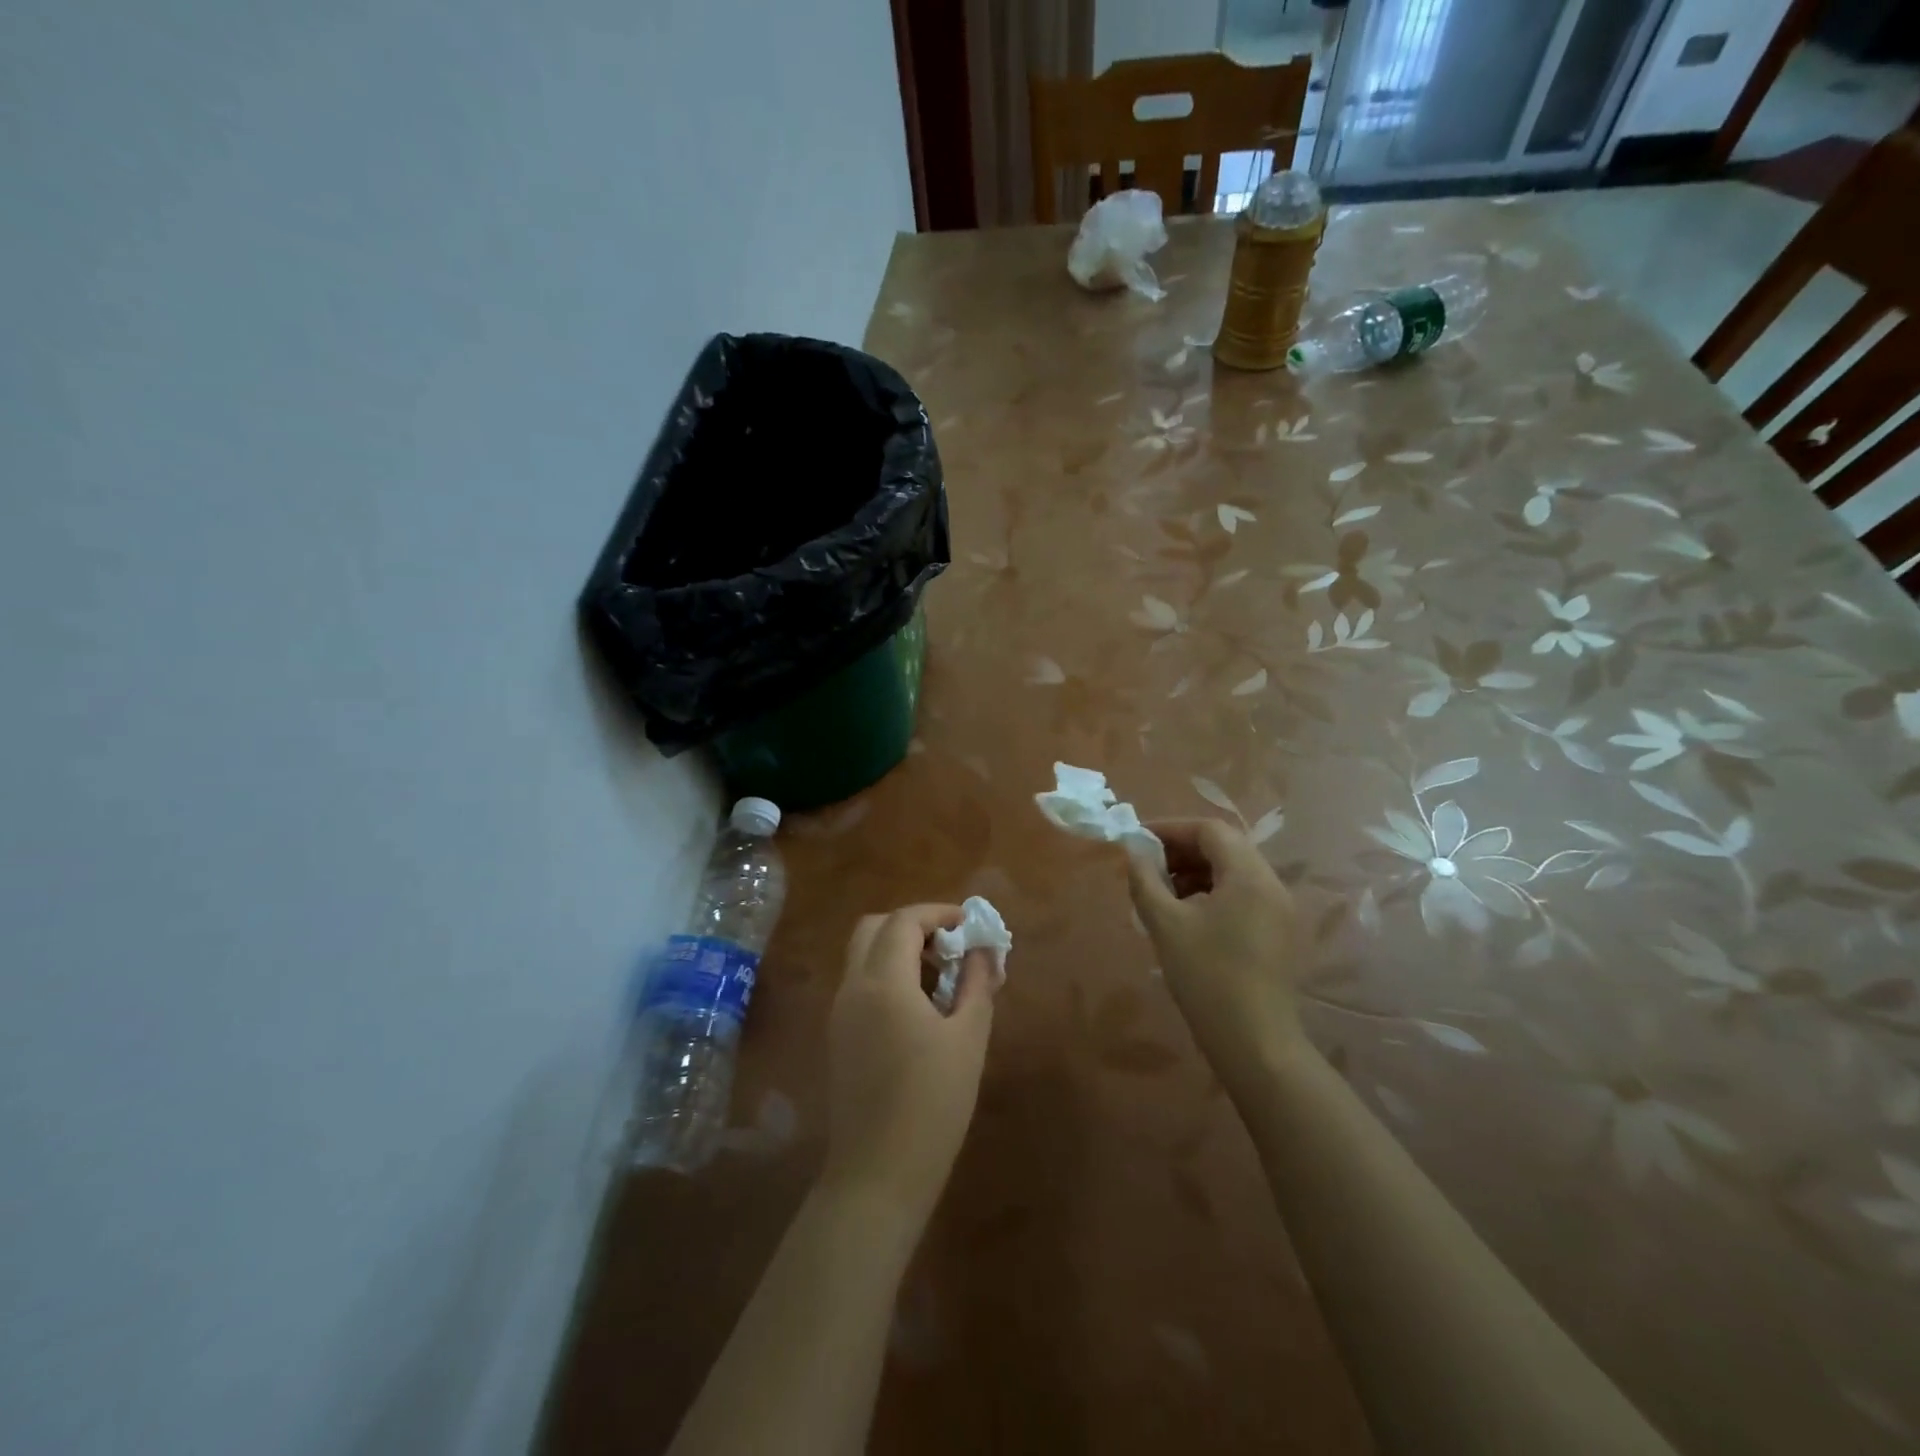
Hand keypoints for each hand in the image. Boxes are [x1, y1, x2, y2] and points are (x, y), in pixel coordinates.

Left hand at [821, 904, 997, 1224]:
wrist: (878, 1174)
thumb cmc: (933, 1104)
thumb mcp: (968, 1038)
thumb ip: (977, 983)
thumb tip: (984, 949)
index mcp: (884, 981)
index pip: (904, 921)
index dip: (939, 913)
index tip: (969, 925)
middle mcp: (853, 986)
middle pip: (874, 928)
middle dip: (913, 925)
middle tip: (949, 946)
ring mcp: (839, 1011)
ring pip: (863, 955)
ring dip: (898, 950)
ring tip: (941, 977)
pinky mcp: (838, 1035)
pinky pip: (860, 983)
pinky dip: (887, 974)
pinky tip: (919, 1007)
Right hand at [1127, 819, 1304, 1086]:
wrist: (1254, 1042)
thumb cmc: (1207, 977)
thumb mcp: (1165, 924)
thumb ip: (1146, 880)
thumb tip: (1133, 852)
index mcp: (1249, 875)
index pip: (1210, 830)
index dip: (1171, 829)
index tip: (1138, 841)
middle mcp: (1272, 884)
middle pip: (1225, 847)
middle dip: (1182, 850)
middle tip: (1147, 866)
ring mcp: (1280, 910)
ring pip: (1234, 871)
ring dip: (1196, 872)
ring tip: (1163, 892)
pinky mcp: (1279, 933)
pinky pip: (1243, 895)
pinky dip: (1213, 892)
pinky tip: (1187, 916)